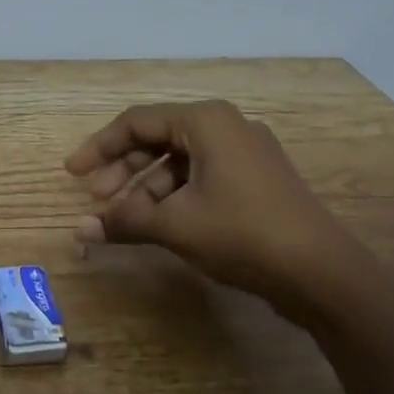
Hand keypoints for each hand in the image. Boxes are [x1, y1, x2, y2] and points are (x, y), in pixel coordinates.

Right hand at [66, 100, 368, 315]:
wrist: (321, 271)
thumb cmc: (242, 233)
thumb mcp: (175, 225)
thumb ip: (124, 221)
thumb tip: (80, 230)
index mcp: (205, 121)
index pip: (136, 122)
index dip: (99, 147)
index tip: (72, 174)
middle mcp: (226, 127)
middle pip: (158, 139)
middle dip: (122, 169)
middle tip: (96, 198)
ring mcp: (245, 154)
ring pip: (180, 161)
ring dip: (146, 188)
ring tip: (124, 219)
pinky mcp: (256, 181)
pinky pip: (201, 177)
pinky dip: (174, 196)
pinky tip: (158, 224)